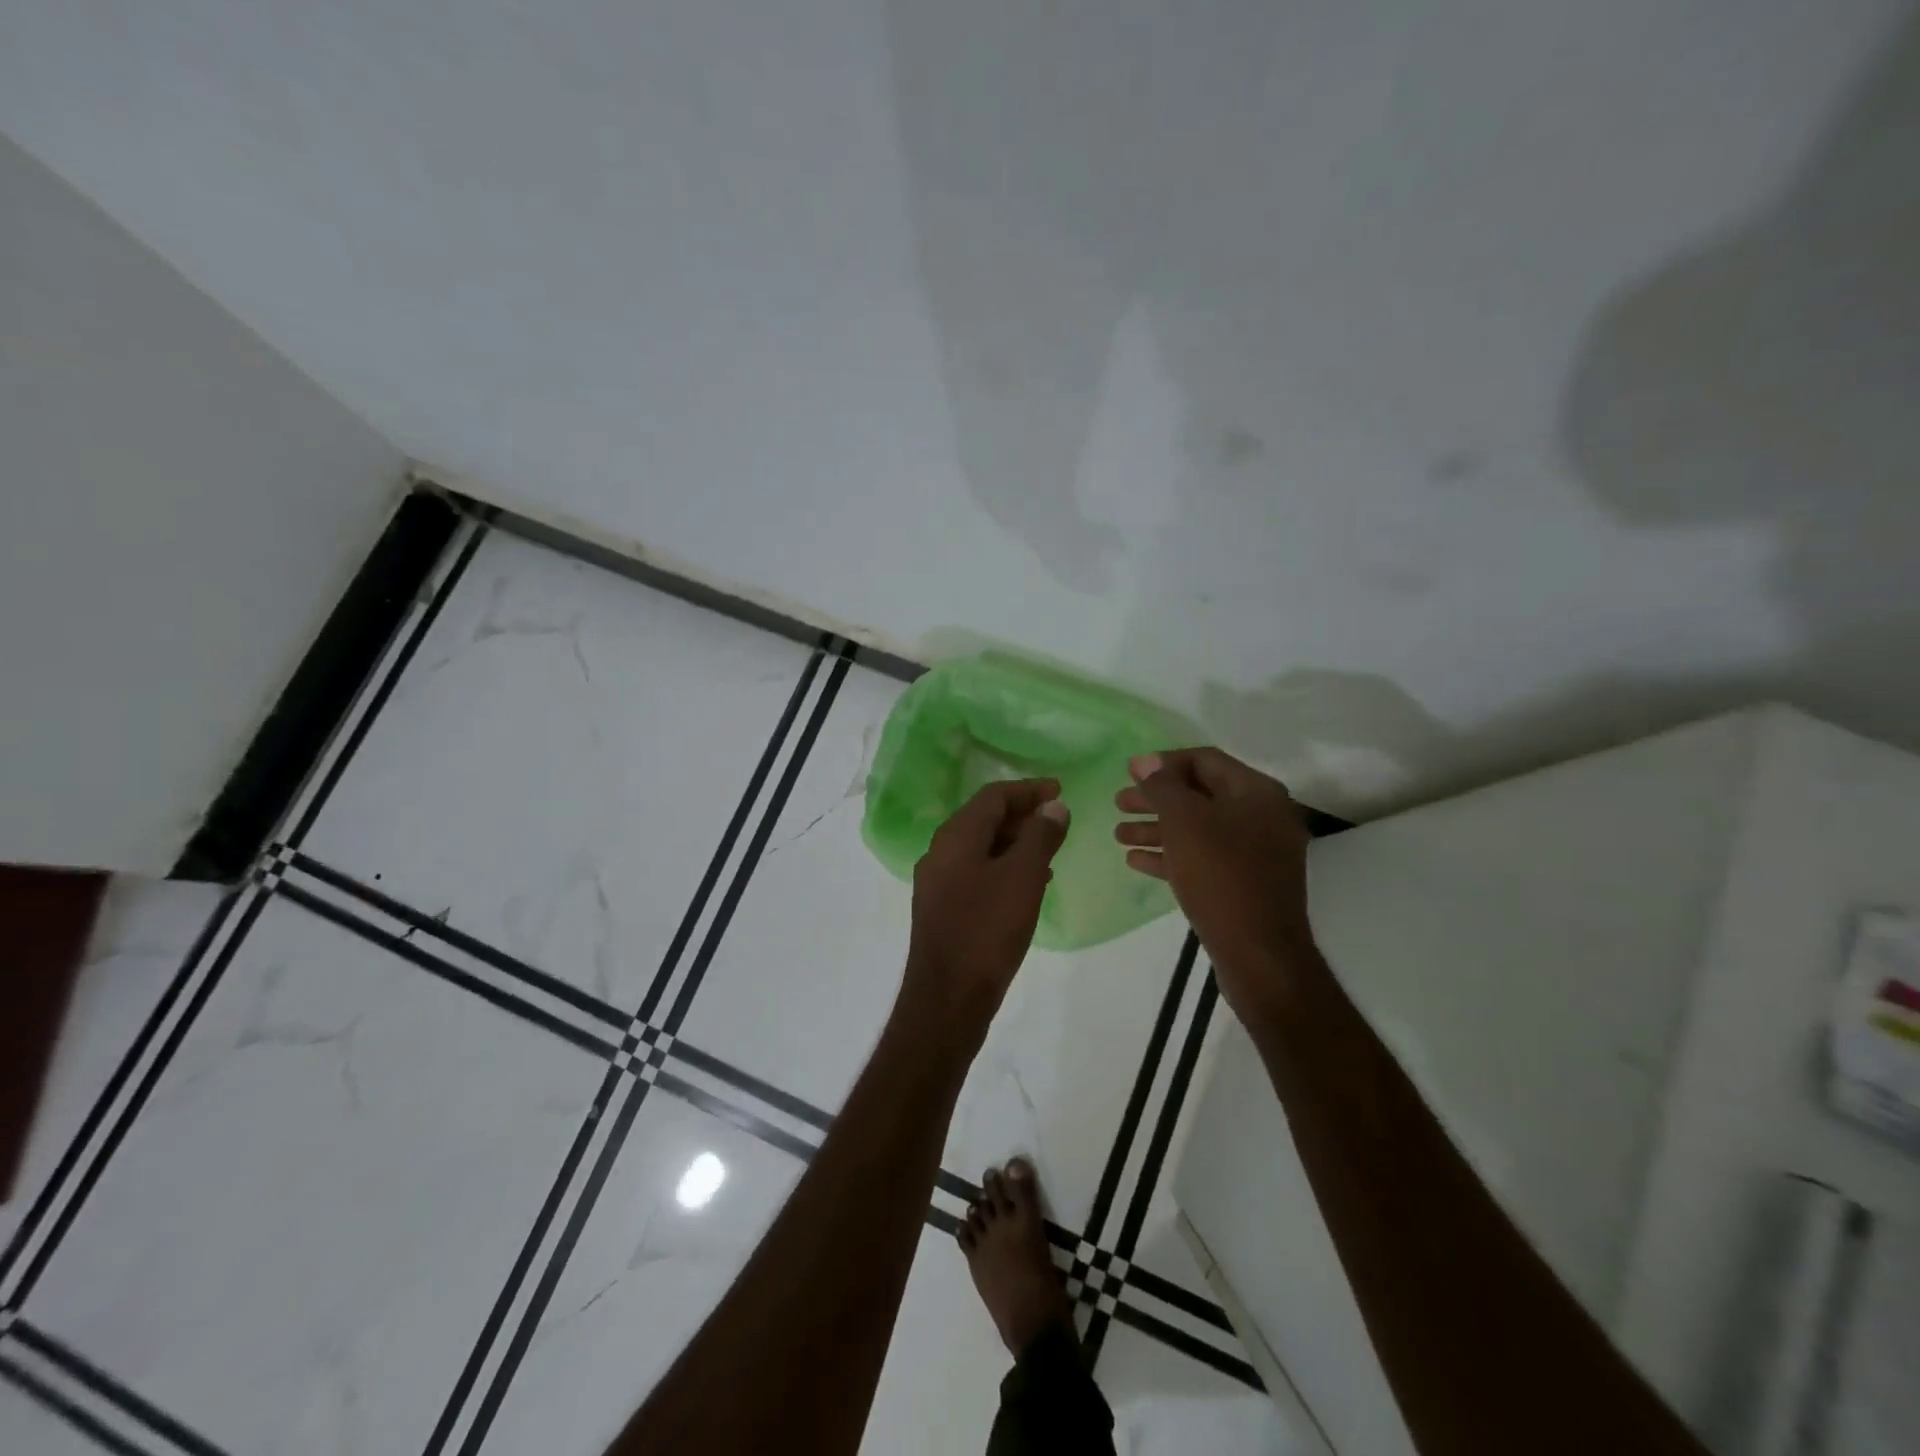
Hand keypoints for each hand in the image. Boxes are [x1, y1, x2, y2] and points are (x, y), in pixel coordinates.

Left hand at [899, 779, 1070, 1042]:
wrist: (948, 998)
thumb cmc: (987, 930)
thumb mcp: (1023, 877)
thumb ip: (1040, 836)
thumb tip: (1053, 806)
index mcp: (955, 837)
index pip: (993, 796)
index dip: (1028, 790)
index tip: (1059, 790)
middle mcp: (940, 852)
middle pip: (983, 818)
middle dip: (1021, 815)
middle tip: (1057, 820)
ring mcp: (937, 882)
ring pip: (980, 847)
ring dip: (1014, 843)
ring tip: (1049, 851)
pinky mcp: (942, 908)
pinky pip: (976, 873)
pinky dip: (1003, 868)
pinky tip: (1027, 885)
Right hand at [1114, 748, 1314, 1021]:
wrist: (1258, 953)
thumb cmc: (1220, 875)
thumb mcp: (1185, 822)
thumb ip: (1163, 786)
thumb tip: (1146, 761)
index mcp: (1256, 792)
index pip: (1205, 760)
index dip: (1163, 763)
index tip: (1129, 772)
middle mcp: (1262, 816)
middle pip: (1199, 795)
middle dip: (1156, 798)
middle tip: (1118, 802)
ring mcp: (1256, 853)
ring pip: (1198, 829)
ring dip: (1157, 828)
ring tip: (1119, 834)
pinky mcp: (1245, 883)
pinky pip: (1204, 858)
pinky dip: (1171, 855)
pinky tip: (1136, 861)